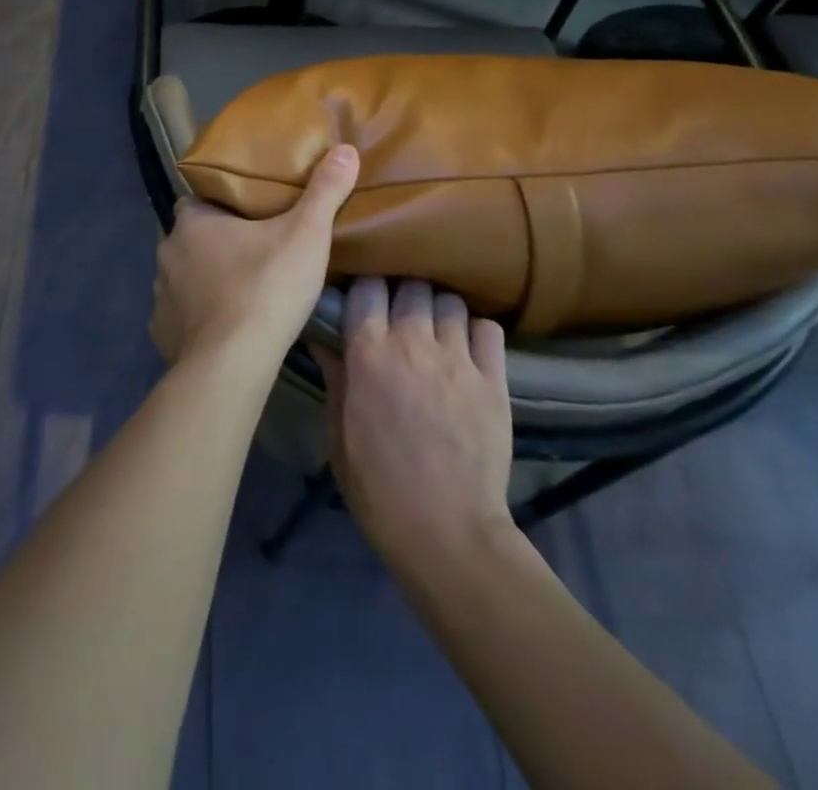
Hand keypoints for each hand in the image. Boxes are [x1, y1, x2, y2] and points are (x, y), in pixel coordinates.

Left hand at [151, 144, 358, 368]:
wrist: (233, 363)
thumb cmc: (266, 288)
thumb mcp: (306, 235)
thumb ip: (325, 191)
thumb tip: (346, 150)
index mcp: (192, 221)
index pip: (198, 200)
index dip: (221, 205)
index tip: (247, 213)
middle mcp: (167, 252)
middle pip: (191, 239)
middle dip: (214, 244)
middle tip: (252, 253)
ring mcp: (160, 294)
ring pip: (183, 278)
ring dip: (204, 282)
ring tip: (240, 292)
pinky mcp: (161, 332)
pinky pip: (178, 317)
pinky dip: (196, 320)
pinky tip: (222, 329)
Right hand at [315, 279, 516, 574]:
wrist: (445, 531)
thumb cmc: (377, 484)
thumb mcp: (338, 430)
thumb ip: (335, 376)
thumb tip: (323, 337)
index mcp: (368, 352)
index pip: (367, 287)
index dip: (365, 289)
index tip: (363, 301)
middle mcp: (412, 343)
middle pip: (411, 285)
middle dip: (403, 294)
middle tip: (400, 315)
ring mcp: (457, 359)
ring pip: (449, 301)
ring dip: (439, 310)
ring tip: (436, 330)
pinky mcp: (494, 380)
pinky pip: (488, 329)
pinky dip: (477, 331)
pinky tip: (469, 348)